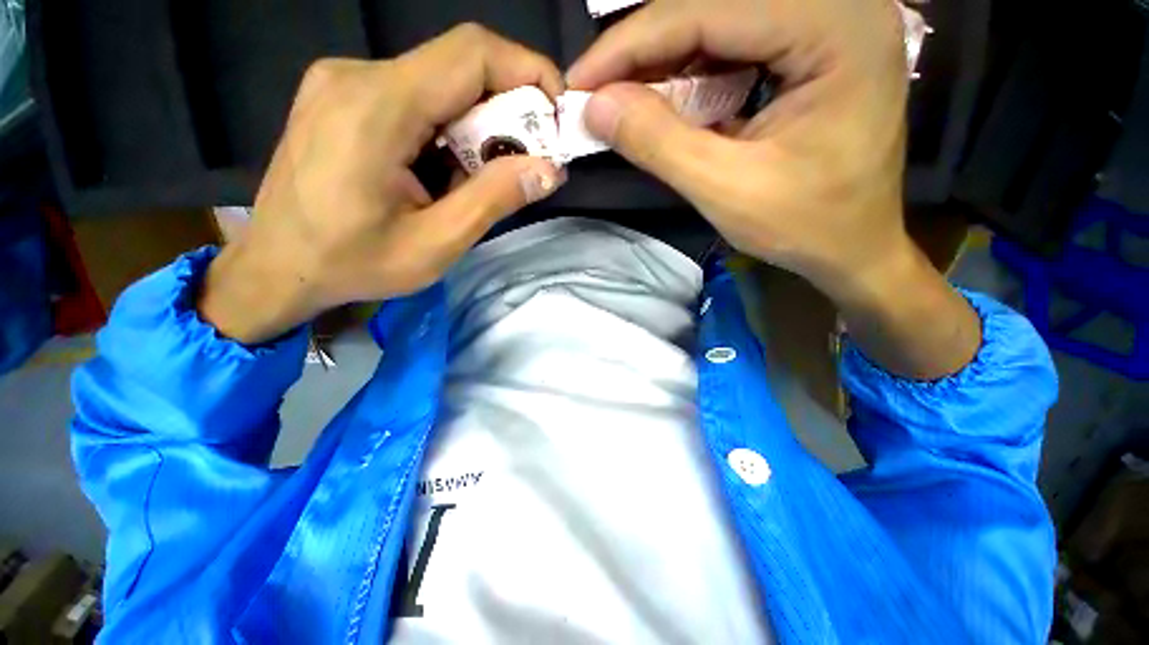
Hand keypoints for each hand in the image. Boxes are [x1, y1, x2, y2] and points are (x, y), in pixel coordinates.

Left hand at [200, 25, 566, 343]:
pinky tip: (442, 173)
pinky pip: (416, 97)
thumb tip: (550, 170)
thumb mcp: (436, 244)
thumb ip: (494, 200)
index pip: (472, 53)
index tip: (556, 116)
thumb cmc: (352, 264)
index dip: (528, 72)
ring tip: (475, 182)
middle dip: (506, 112)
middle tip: (523, 165)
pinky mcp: (343, 96)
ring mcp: (344, 82)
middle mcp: (357, 76)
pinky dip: (448, 131)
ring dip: (476, 128)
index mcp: (376, 107)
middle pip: (458, 68)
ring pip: (440, 85)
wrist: (277, 267)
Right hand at [569, 0, 980, 378]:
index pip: (711, 11)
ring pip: (722, 23)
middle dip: (644, 51)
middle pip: (716, 7)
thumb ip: (659, 143)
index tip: (580, 81)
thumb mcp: (725, 190)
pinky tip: (663, 99)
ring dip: (663, 61)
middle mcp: (838, 6)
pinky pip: (736, 44)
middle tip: (595, 91)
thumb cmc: (805, 226)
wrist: (855, 248)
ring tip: (620, 98)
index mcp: (836, 29)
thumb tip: (595, 107)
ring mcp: (828, 23)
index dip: (632, 44)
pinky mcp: (813, 47)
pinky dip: (691, 72)